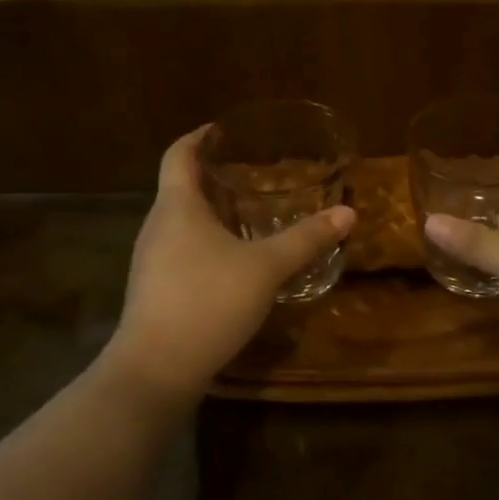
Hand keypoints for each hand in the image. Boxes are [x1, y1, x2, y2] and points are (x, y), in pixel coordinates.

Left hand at [109, 127, 354, 402]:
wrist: (156, 370)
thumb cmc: (207, 301)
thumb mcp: (266, 267)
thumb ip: (306, 239)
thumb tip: (347, 213)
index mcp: (177, 206)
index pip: (179, 154)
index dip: (198, 136)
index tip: (222, 129)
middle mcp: (157, 226)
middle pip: (181, 188)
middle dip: (214, 177)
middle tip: (253, 174)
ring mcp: (151, 261)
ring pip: (182, 223)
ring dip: (212, 214)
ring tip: (250, 215)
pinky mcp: (154, 291)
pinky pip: (181, 251)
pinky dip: (207, 244)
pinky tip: (235, 263)